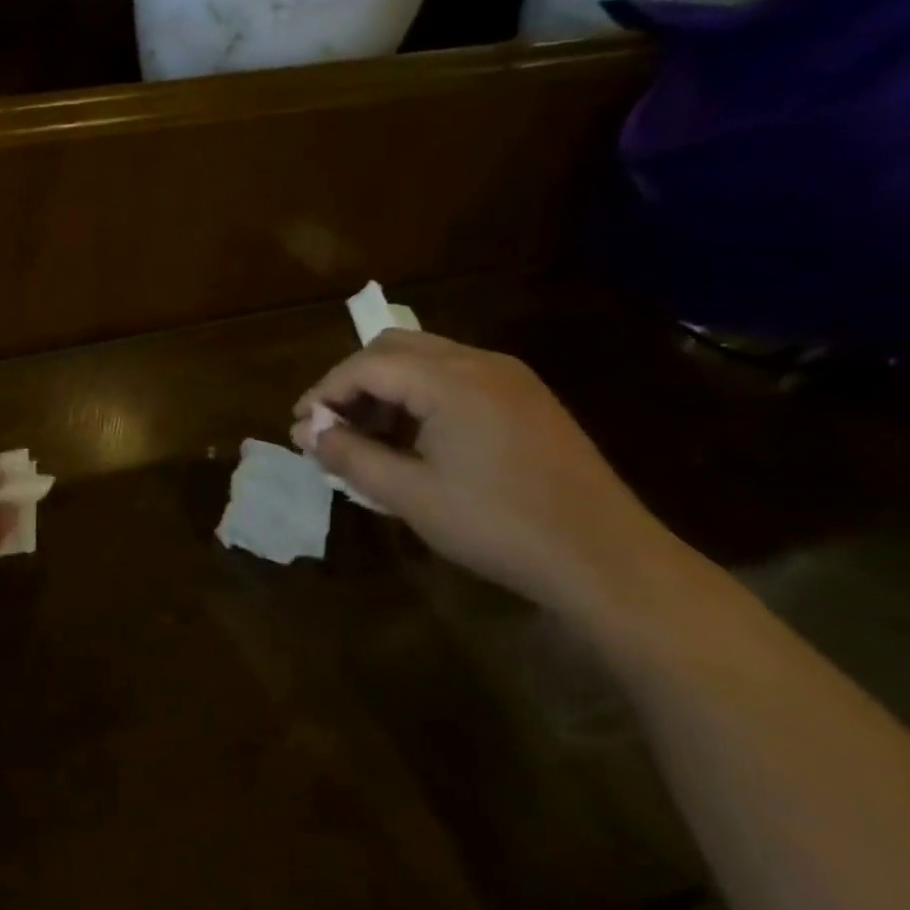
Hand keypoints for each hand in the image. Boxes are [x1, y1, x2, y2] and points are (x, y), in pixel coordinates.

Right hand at [292, 330, 683, 618]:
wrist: (607, 560)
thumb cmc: (498, 526)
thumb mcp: (409, 495)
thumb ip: (350, 456)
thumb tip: (306, 433)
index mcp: (449, 379)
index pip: (365, 366)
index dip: (324, 392)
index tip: (301, 427)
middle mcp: (479, 362)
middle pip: (393, 348)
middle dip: (353, 382)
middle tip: (333, 426)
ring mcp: (510, 377)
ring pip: (425, 359)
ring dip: (387, 388)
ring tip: (370, 437)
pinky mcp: (527, 398)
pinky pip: (456, 377)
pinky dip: (421, 396)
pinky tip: (416, 439)